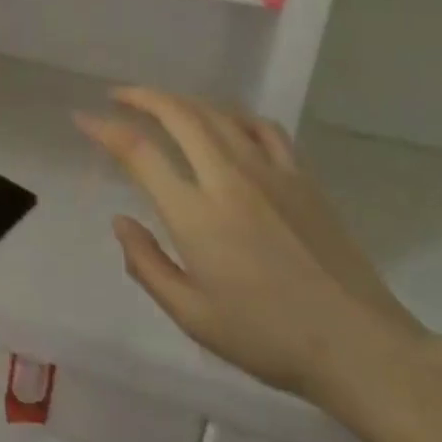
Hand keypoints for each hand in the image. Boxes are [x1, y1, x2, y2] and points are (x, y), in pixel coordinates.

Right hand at [76, 89, 428, 407]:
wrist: (358, 346)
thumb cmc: (267, 337)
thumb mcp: (193, 316)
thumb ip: (147, 264)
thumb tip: (121, 220)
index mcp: (196, 213)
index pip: (138, 152)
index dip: (105, 129)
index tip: (83, 118)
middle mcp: (228, 178)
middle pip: (178, 114)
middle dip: (141, 96)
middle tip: (118, 95)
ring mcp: (269, 171)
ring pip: (217, 113)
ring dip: (182, 100)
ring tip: (162, 104)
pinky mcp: (301, 176)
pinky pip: (262, 127)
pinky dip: (234, 114)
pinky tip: (226, 122)